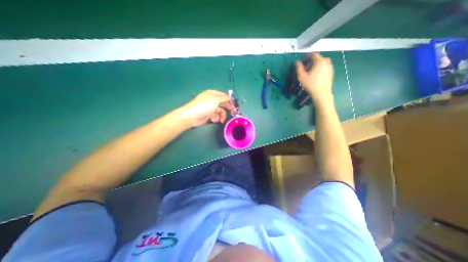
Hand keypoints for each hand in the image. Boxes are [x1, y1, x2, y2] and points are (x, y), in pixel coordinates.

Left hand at [180, 89, 235, 126]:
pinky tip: (213, 120)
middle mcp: (212, 100)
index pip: (224, 96)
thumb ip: (224, 98)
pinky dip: (216, 118)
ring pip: (220, 111)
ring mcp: (210, 108)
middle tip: (233, 112)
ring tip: (220, 120)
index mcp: (213, 94)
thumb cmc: (204, 106)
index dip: (230, 100)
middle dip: (227, 108)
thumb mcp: (216, 100)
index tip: (235, 105)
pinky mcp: (208, 115)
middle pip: (223, 104)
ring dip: (221, 116)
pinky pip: (216, 116)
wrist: (192, 116)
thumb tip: (230, 97)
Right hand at [294, 52, 333, 102]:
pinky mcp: (331, 73)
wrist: (322, 93)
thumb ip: (299, 68)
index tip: (303, 60)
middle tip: (305, 68)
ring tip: (310, 72)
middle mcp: (326, 62)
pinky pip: (324, 67)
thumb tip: (297, 62)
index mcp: (320, 61)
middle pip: (318, 58)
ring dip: (316, 65)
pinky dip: (320, 69)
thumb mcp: (302, 77)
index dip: (307, 56)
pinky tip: (315, 76)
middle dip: (311, 61)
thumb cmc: (311, 85)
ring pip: (322, 63)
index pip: (314, 54)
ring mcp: (330, 67)